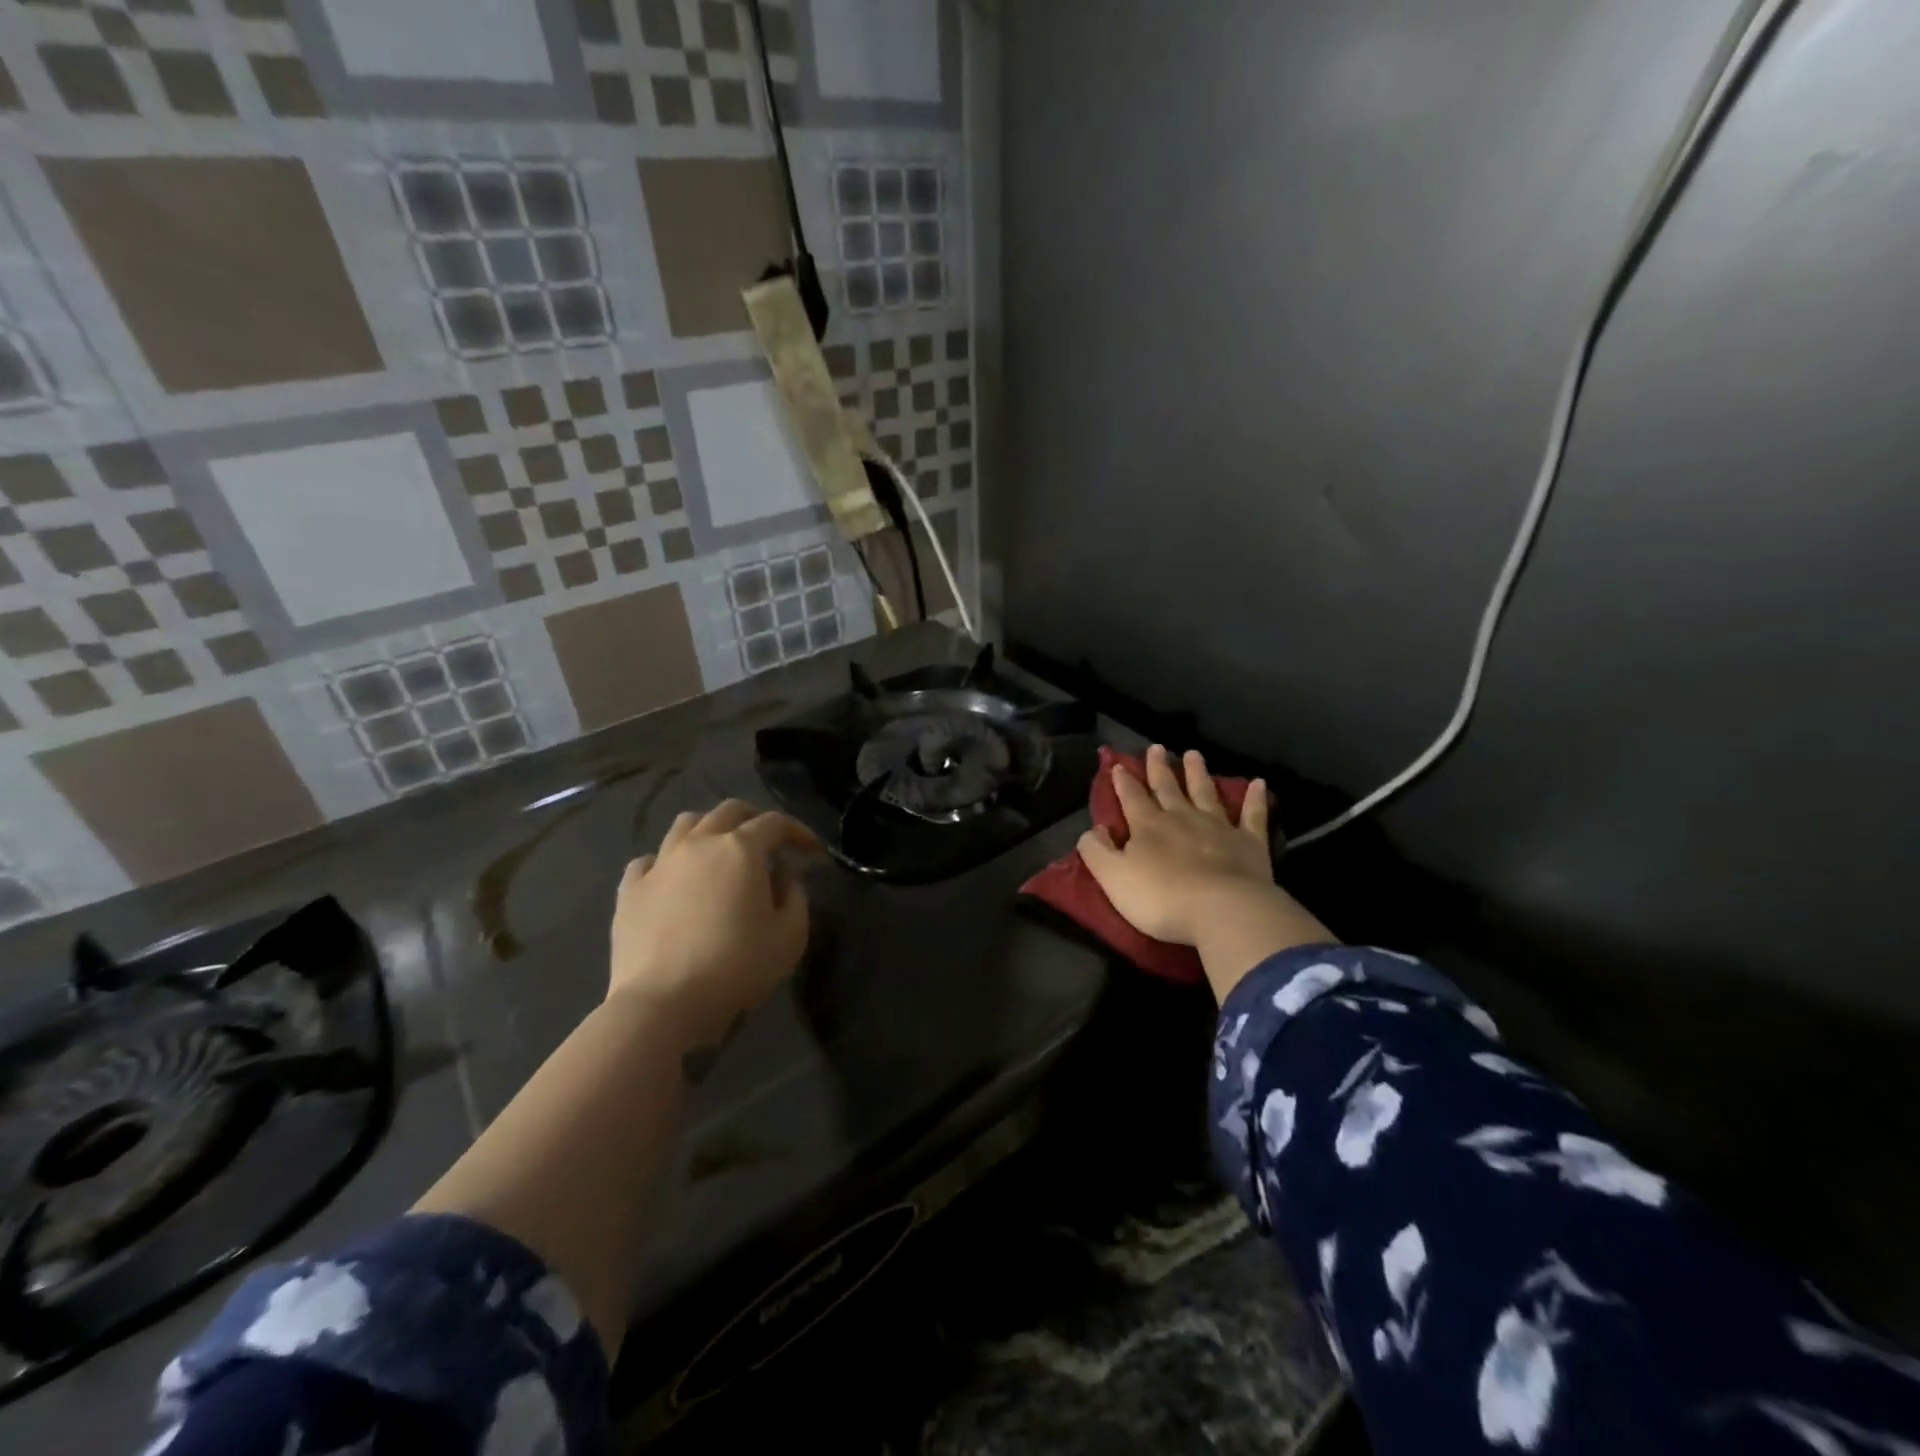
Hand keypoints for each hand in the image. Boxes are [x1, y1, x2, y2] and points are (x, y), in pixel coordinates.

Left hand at [610, 800, 820, 1045]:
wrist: (664, 1002)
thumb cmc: (737, 967)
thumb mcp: (789, 937)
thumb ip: (796, 898)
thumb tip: (784, 878)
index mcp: (741, 849)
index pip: (775, 823)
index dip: (798, 832)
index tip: (812, 851)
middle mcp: (699, 844)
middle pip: (728, 812)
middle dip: (754, 820)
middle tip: (769, 843)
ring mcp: (660, 864)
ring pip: (686, 825)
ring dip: (709, 830)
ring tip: (719, 852)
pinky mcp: (630, 890)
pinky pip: (649, 860)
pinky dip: (667, 863)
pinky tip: (674, 880)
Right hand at [1078, 745, 1272, 945]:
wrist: (1221, 911)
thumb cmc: (1161, 899)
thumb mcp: (1113, 878)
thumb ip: (1097, 852)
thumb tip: (1092, 829)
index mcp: (1147, 826)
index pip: (1131, 797)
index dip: (1123, 781)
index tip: (1117, 765)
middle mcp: (1181, 818)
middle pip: (1167, 787)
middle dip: (1158, 768)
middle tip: (1156, 747)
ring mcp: (1218, 827)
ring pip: (1205, 792)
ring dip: (1198, 773)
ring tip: (1193, 754)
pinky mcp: (1249, 842)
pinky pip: (1253, 815)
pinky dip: (1256, 798)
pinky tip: (1259, 783)